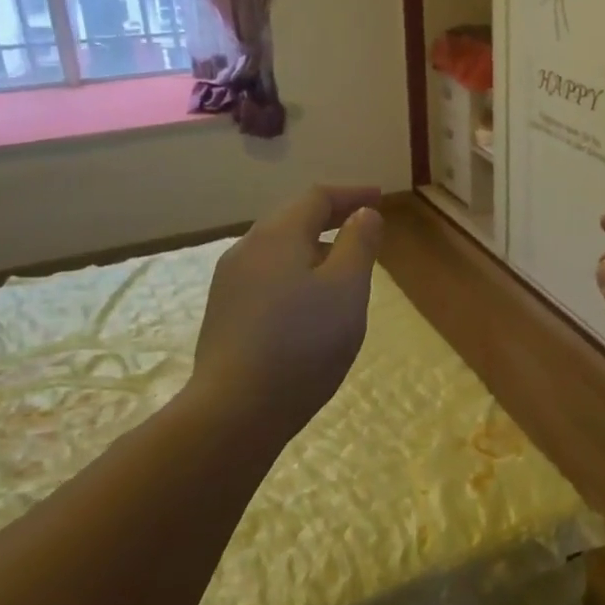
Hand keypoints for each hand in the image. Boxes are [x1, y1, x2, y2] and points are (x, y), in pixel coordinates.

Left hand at [188, 185, 383, 444]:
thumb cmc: (303, 342)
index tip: (379, 198)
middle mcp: (247, 250)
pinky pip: (267, 276)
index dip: (351, 194)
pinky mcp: (225, 314)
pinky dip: (296, 271)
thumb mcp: (347, 289)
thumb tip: (363, 214)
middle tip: (363, 226)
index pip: (317, 197)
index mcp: (278, 236)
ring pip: (278, 249)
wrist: (235, 411)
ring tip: (342, 265)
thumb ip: (359, 244)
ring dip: (313, 246)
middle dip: (331, 217)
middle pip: (292, 219)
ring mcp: (230, 283)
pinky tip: (310, 300)